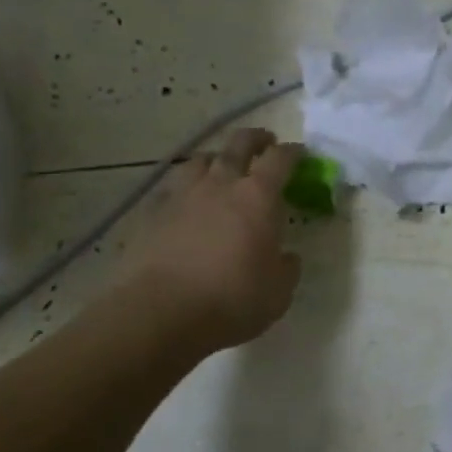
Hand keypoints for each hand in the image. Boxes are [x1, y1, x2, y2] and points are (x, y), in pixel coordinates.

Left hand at [122, 129, 305, 352]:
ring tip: (221, 168)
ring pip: (201, 160)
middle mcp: (220, 184)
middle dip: (256, 139)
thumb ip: (287, 268)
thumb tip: (287, 257)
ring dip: (217, 159)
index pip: (280, 159)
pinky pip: (171, 187)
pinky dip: (184, 187)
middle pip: (239, 144)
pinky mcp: (151, 212)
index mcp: (258, 197)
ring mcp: (182, 194)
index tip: (300, 154)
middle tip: (265, 142)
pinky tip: (185, 200)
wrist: (159, 312)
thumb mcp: (278, 292)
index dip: (293, 153)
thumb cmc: (230, 300)